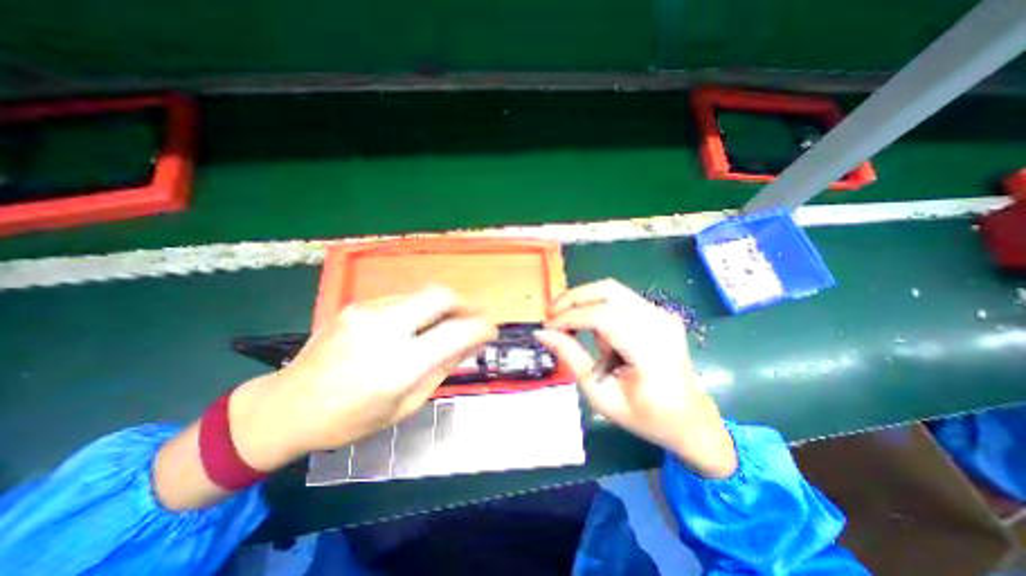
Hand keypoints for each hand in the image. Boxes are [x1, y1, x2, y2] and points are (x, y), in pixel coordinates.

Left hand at [228, 287, 497, 470]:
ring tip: (445, 324)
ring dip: (442, 307)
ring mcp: (367, 312)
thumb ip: (441, 368)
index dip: (480, 328)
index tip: (490, 330)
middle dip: (465, 302)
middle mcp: (384, 330)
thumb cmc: (350, 419)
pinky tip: (415, 326)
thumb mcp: (406, 404)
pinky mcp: (357, 306)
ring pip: (422, 295)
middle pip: (440, 295)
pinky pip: (403, 300)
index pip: (455, 333)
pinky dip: (420, 309)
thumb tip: (470, 343)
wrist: (286, 406)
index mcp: (399, 366)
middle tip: (473, 316)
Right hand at [539, 281, 737, 479]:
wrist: (690, 420)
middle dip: (573, 298)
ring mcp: (662, 314)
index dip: (568, 316)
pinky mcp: (659, 312)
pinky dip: (599, 308)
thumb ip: (571, 359)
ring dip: (585, 303)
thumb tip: (543, 334)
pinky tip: (596, 334)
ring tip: (573, 331)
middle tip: (552, 316)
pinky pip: (620, 299)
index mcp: (650, 349)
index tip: (546, 328)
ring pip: (611, 290)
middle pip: (607, 290)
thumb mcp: (601, 396)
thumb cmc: (646, 417)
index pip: (601, 317)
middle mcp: (659, 322)